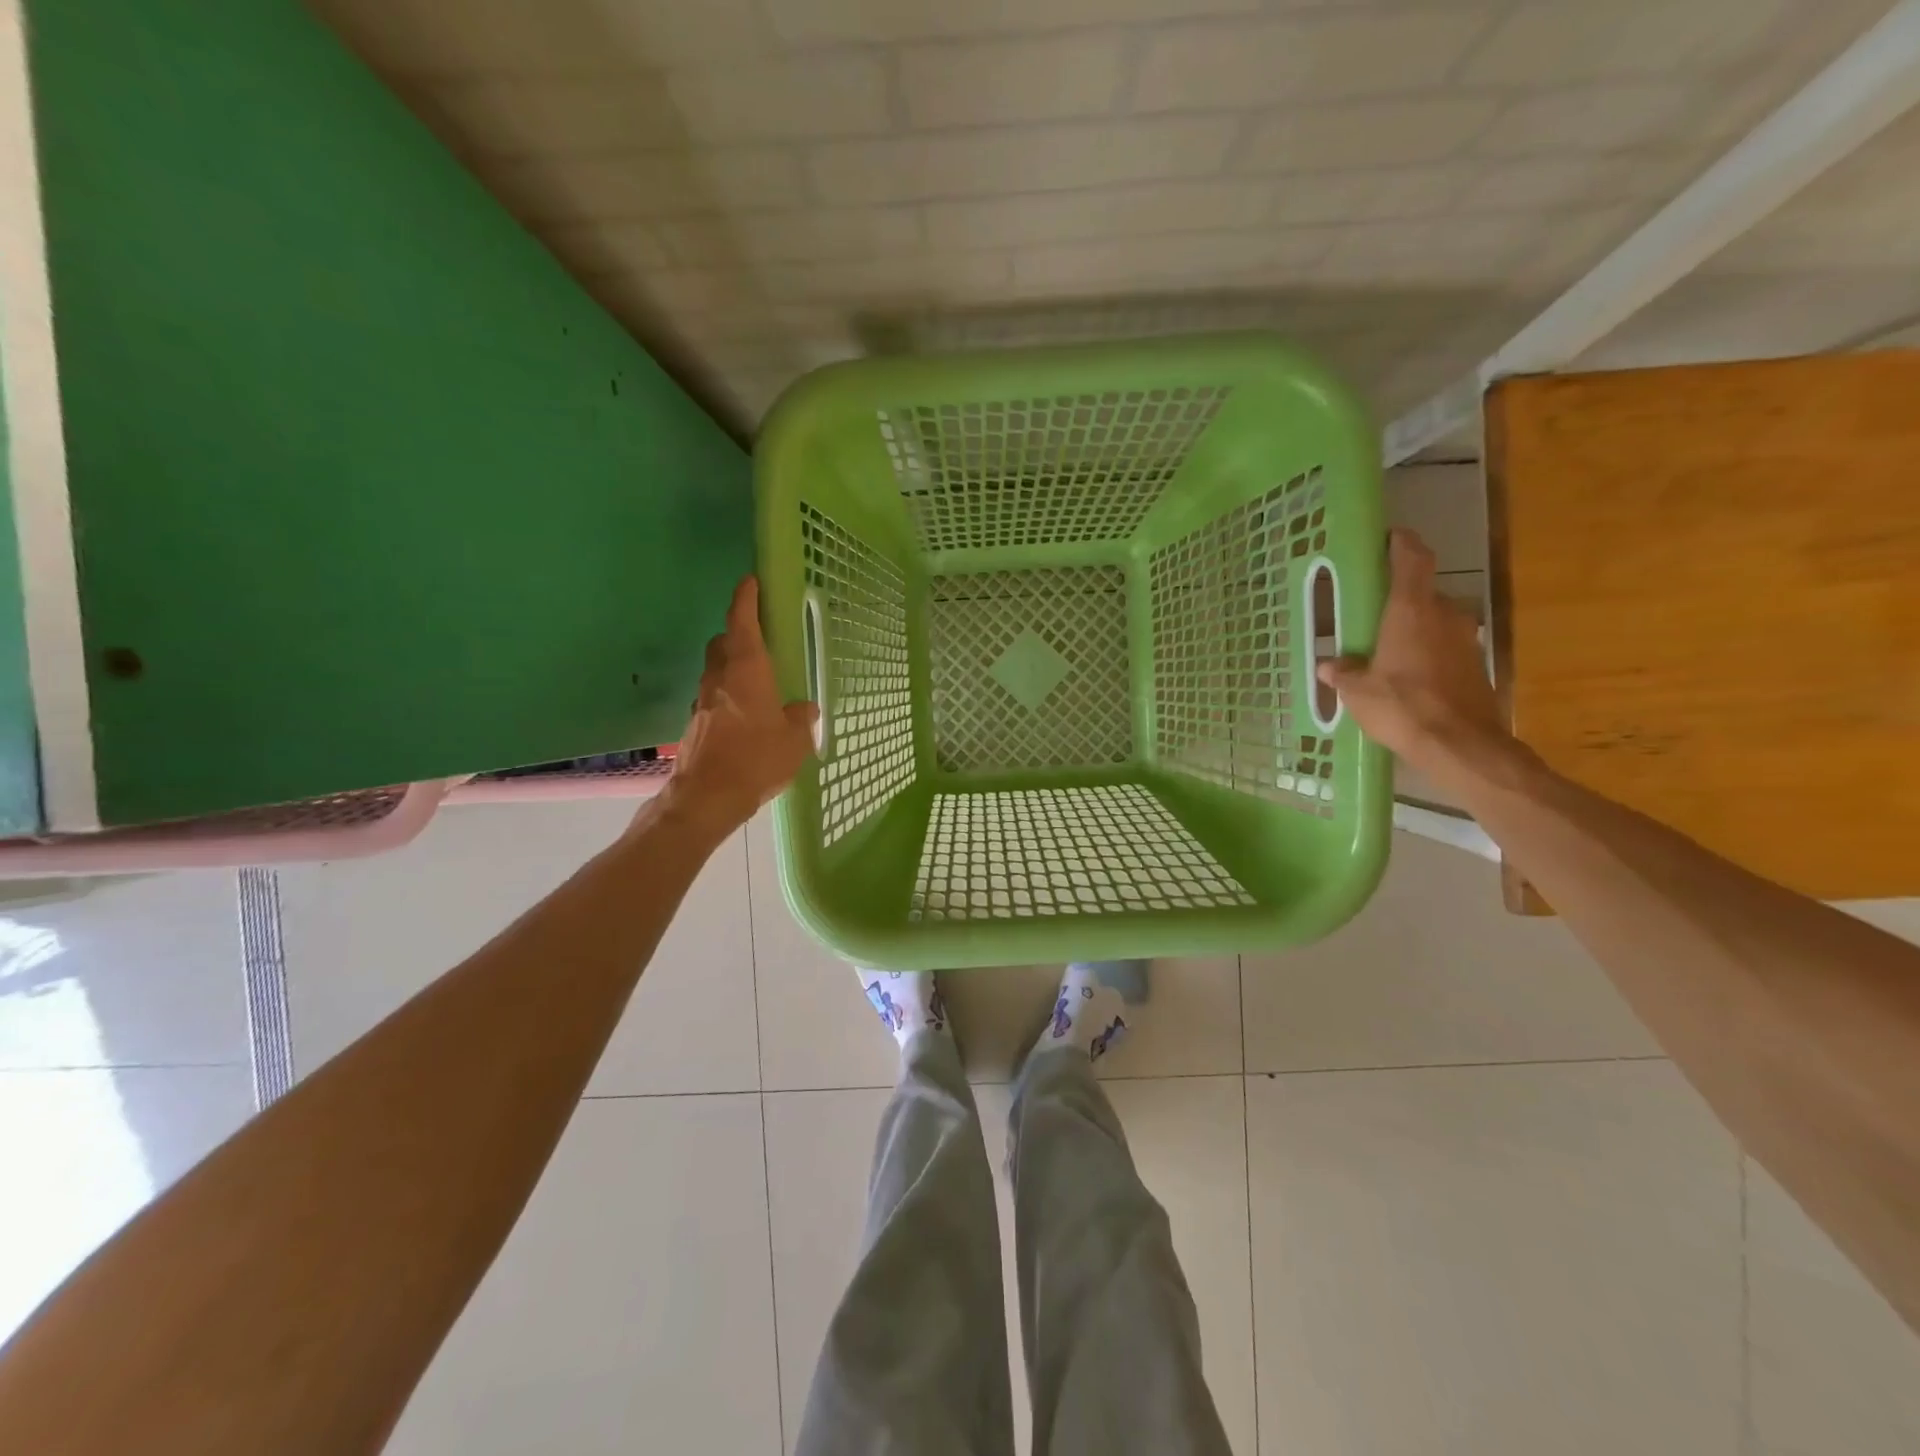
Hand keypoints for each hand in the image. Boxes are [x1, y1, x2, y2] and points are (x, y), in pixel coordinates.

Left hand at [663, 577, 818, 836]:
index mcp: (746, 670)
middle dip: (737, 634)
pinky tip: (744, 716)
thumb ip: (802, 718)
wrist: (707, 797)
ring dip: (731, 667)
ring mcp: (702, 700)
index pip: (742, 622)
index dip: (745, 599)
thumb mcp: (794, 741)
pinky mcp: (695, 723)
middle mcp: (719, 678)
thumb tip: (805, 708)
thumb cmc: (756, 759)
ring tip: (756, 681)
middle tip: (758, 638)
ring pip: (715, 670)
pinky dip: (727, 695)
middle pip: (723, 643)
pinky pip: (713, 697)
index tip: (750, 581)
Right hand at [1317, 529, 1516, 790]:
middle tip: (1373, 614)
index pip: (1413, 559)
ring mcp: (1465, 639)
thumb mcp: (1358, 692)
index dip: (1402, 543)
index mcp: (1411, 610)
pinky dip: (1427, 652)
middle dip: (1400, 600)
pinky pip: (1445, 646)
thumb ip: (1344, 673)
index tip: (1390, 536)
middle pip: (1423, 593)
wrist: (1461, 745)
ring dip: (1414, 628)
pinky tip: (1407, 675)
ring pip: (1435, 621)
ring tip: (1386, 649)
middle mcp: (1444, 614)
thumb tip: (1330, 665)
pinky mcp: (1475, 664)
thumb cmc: (1403, 707)